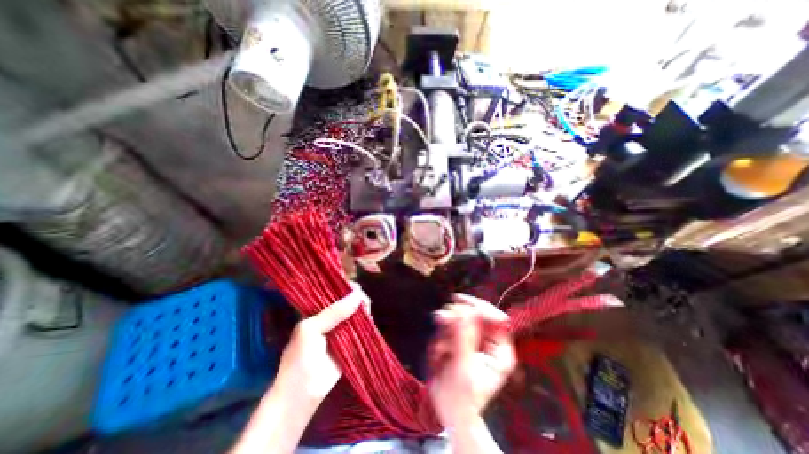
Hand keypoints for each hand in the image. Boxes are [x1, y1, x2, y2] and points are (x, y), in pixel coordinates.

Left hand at [274, 284, 367, 403]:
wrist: (302, 395)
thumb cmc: (300, 359)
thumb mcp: (311, 329)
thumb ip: (334, 312)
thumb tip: (358, 294)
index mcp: (316, 312)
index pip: (332, 293)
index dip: (343, 287)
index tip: (354, 285)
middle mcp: (330, 318)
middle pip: (346, 301)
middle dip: (355, 296)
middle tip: (363, 298)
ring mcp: (341, 330)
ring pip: (355, 313)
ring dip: (362, 308)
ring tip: (367, 306)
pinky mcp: (351, 341)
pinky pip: (360, 327)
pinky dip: (366, 321)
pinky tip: (369, 316)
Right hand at [426, 294, 514, 427]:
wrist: (449, 412)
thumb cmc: (461, 398)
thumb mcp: (464, 369)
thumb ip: (464, 338)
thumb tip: (464, 311)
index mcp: (500, 350)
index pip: (496, 318)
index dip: (479, 308)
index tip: (459, 303)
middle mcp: (488, 341)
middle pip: (476, 314)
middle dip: (457, 316)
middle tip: (440, 318)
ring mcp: (473, 339)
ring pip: (460, 319)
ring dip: (446, 329)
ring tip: (438, 350)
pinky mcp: (459, 340)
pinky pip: (449, 328)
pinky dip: (441, 336)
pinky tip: (437, 352)